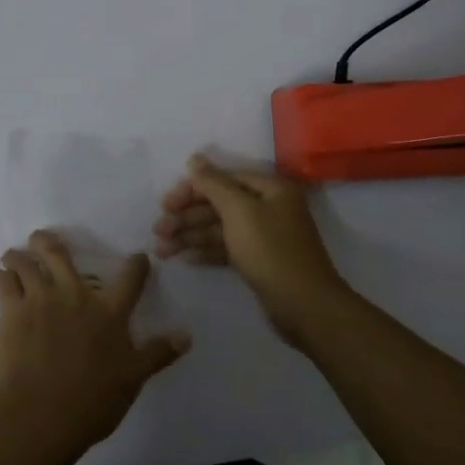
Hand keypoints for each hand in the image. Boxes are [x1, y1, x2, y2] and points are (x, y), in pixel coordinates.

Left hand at [0, 231, 191, 459]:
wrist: (42, 412)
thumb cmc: (92, 400)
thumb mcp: (133, 379)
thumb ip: (158, 353)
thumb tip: (187, 336)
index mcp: (109, 311)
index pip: (130, 278)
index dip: (137, 264)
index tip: (138, 258)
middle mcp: (74, 295)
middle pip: (60, 254)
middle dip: (49, 242)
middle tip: (42, 239)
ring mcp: (40, 299)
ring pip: (26, 263)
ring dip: (18, 256)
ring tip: (12, 256)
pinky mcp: (11, 311)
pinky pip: (2, 283)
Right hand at [153, 154, 351, 345]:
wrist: (305, 306)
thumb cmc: (271, 251)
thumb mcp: (240, 211)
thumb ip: (214, 184)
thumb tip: (195, 158)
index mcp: (269, 189)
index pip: (223, 179)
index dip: (192, 189)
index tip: (165, 204)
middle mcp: (268, 207)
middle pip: (219, 204)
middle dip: (187, 216)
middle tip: (158, 231)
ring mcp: (264, 235)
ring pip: (220, 228)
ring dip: (191, 236)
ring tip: (161, 250)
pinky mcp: (259, 260)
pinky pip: (227, 248)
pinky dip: (207, 251)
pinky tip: (185, 259)